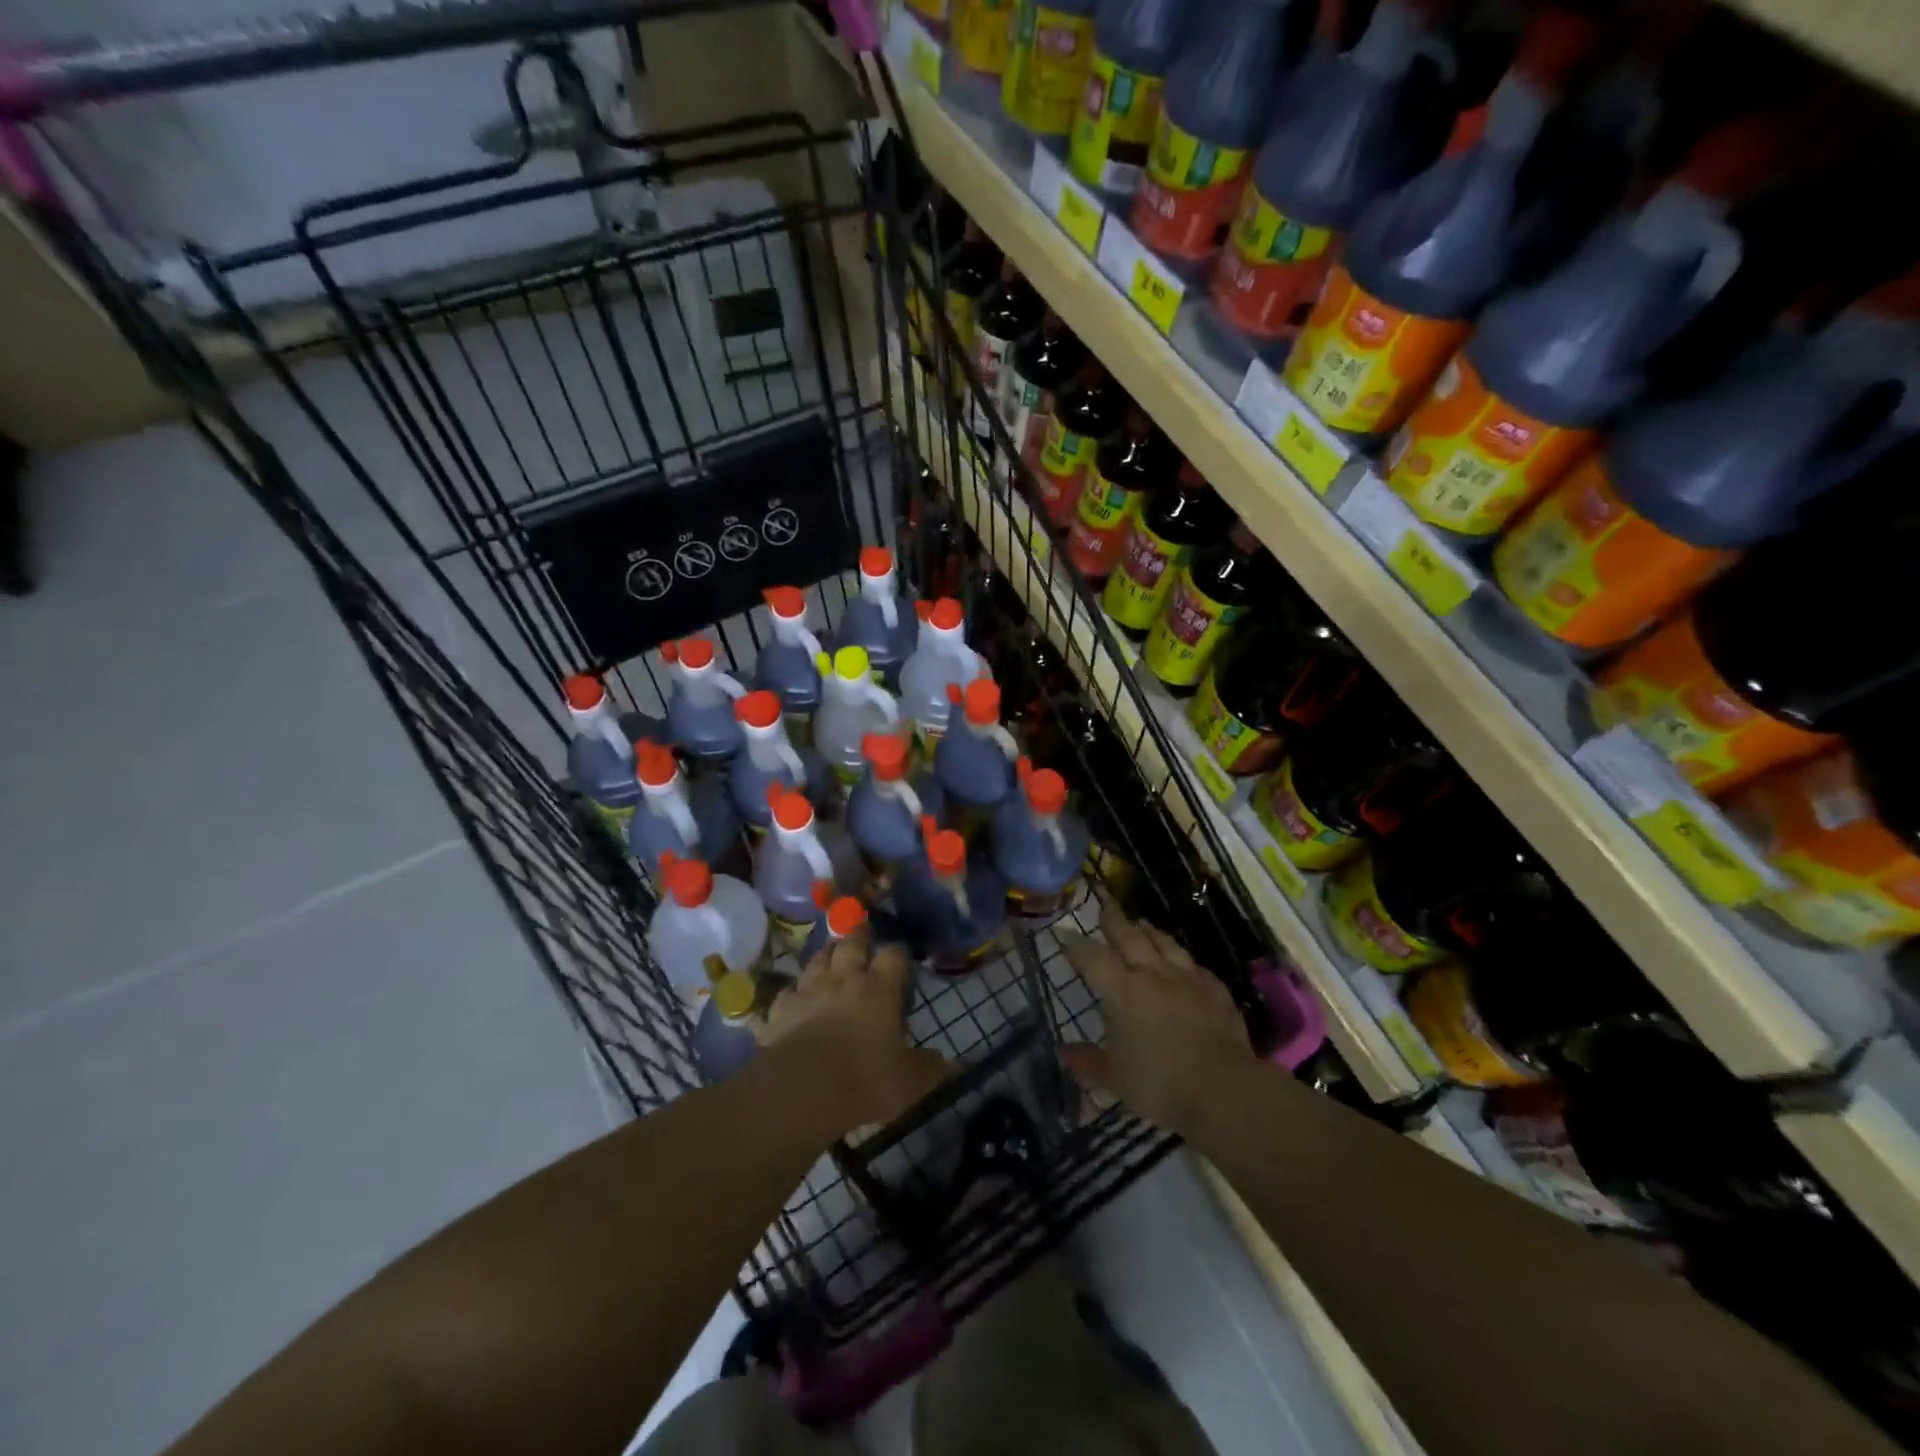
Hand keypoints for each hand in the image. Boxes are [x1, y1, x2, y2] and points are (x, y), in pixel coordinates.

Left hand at [762, 927, 948, 1135]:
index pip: (894, 955)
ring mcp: (808, 990)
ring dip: (825, 953)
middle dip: (859, 935)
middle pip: (851, 943)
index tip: (903, 956)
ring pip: (817, 959)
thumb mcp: (910, 1082)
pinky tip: (794, 996)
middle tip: (863, 931)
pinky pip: (786, 992)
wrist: (800, 1089)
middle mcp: (844, 979)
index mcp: (880, 988)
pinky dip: (793, 991)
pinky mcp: (779, 1010)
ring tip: (831, 952)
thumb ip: (931, 1069)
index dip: (899, 952)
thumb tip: (952, 1065)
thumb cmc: (864, 1080)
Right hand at [1062, 900, 1256, 1135]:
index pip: (1093, 958)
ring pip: (1164, 943)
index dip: (1076, 945)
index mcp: (1123, 991)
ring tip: (1140, 922)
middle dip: (1113, 919)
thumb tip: (1064, 1052)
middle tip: (1104, 904)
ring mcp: (1187, 979)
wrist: (1224, 1089)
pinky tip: (1182, 962)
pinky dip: (1181, 958)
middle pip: (1129, 937)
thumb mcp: (1114, 1079)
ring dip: (1148, 930)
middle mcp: (1153, 974)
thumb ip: (1088, 1062)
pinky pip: (1193, 965)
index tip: (1063, 933)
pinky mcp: (1215, 990)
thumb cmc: (1160, 1083)